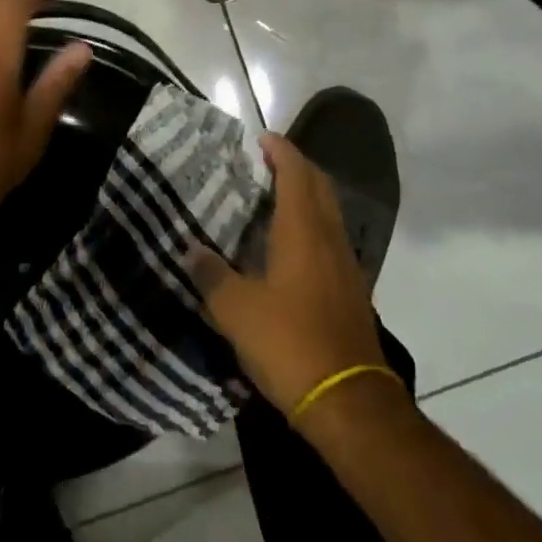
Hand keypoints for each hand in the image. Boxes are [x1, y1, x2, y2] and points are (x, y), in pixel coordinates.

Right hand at [191, 134, 388, 424]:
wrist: (350, 402)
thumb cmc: (290, 343)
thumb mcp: (236, 311)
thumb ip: (211, 275)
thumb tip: (189, 249)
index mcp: (303, 231)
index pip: (296, 173)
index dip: (281, 150)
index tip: (262, 139)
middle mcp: (329, 238)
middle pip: (319, 186)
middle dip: (297, 167)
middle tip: (266, 164)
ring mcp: (346, 266)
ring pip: (329, 213)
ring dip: (306, 196)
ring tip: (273, 200)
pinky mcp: (351, 292)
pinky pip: (331, 240)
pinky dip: (312, 227)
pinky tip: (289, 248)